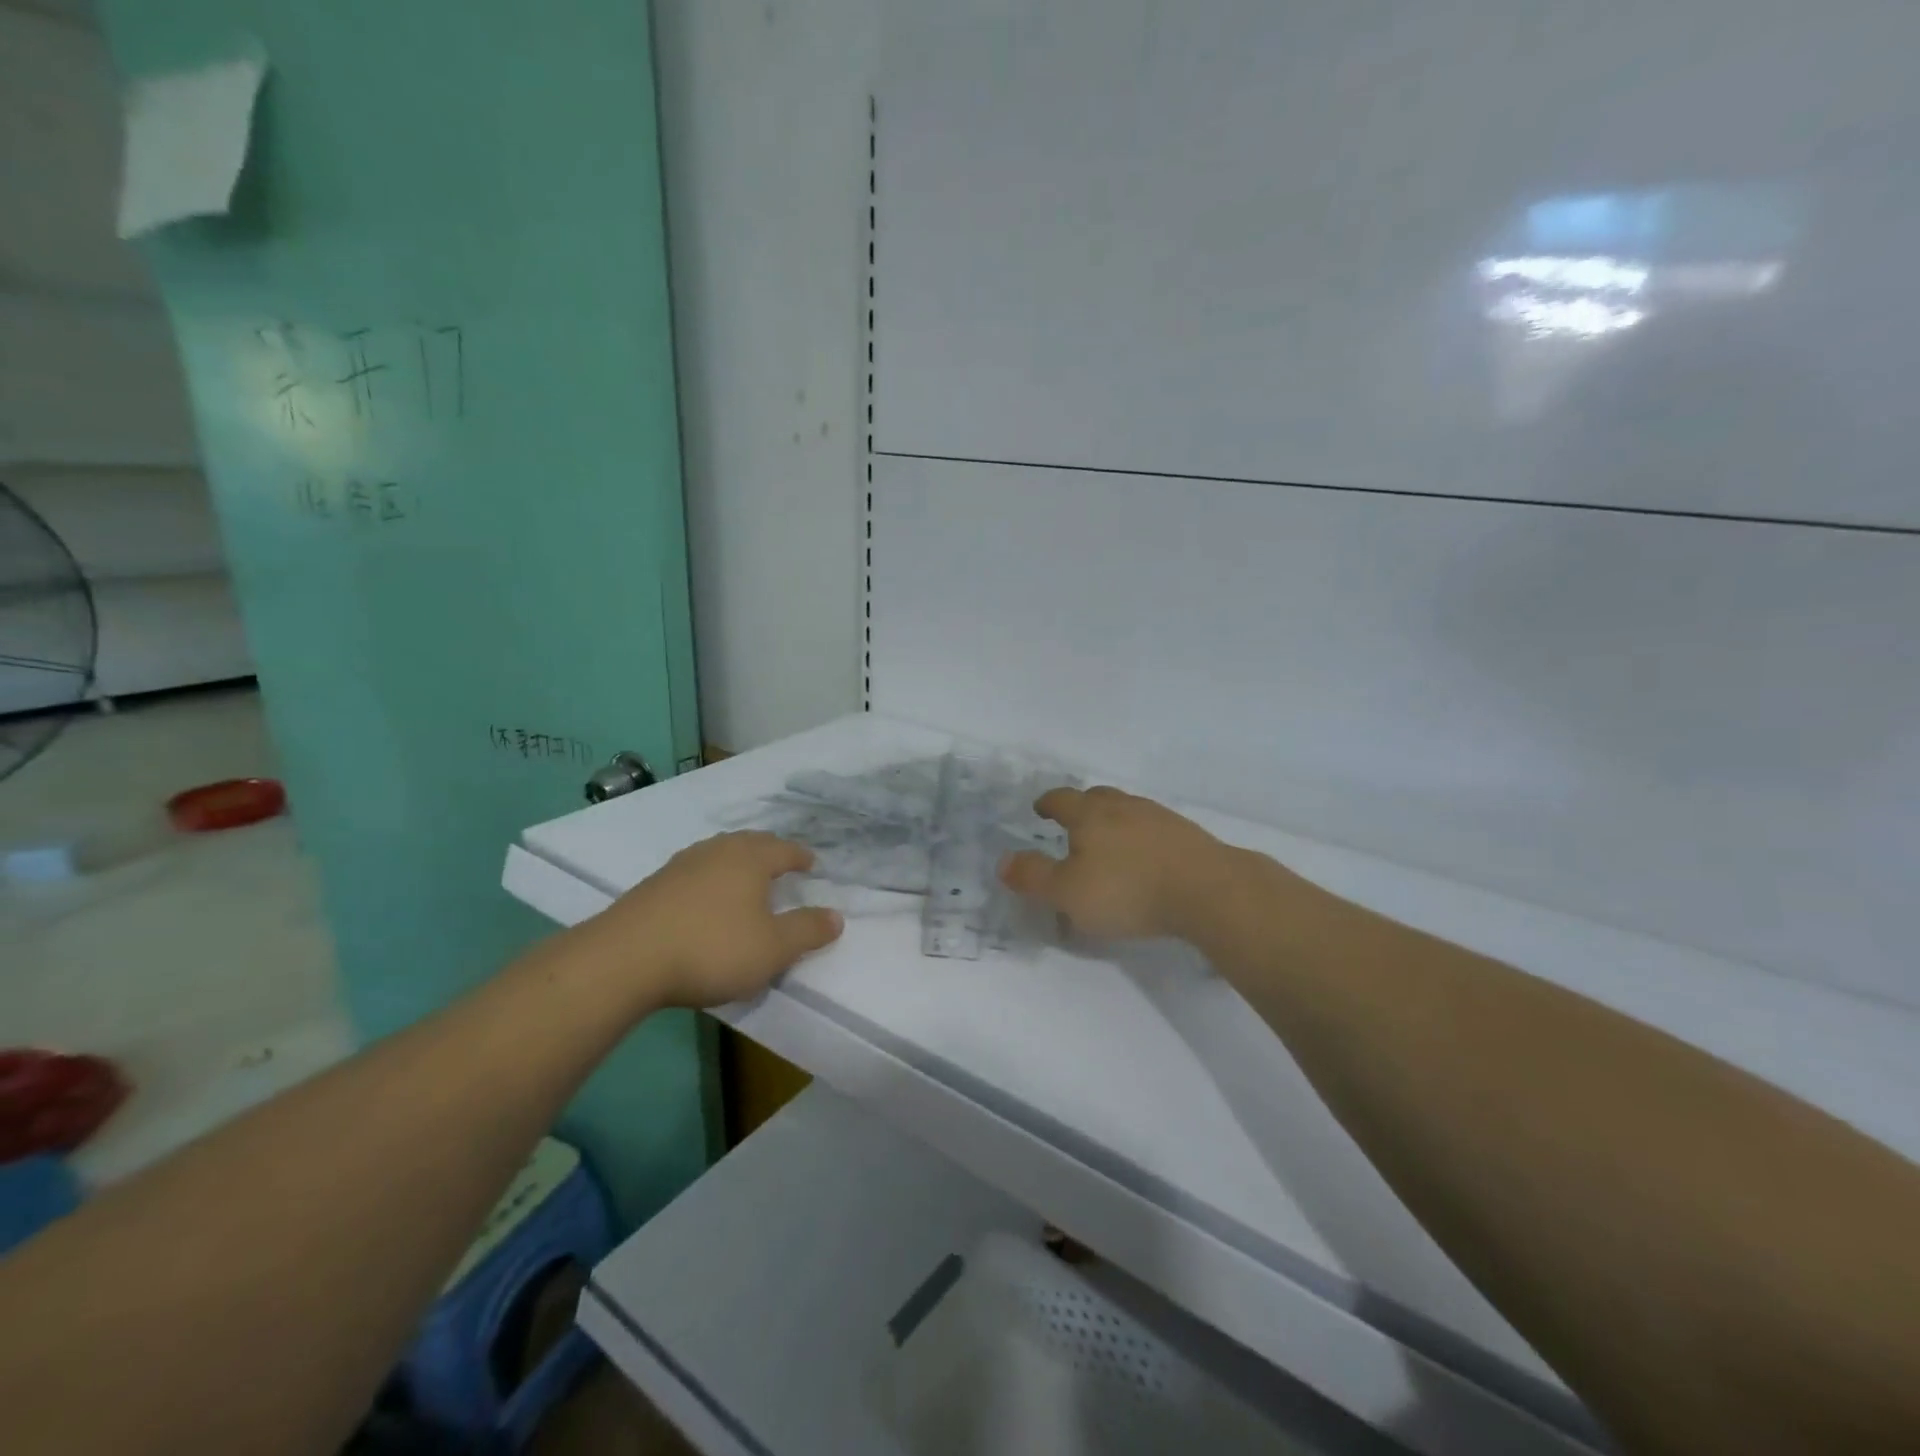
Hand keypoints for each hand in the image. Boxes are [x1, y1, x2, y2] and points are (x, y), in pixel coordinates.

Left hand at [584, 832, 842, 1008]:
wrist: (625, 959)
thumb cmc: (712, 948)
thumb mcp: (773, 948)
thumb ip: (807, 931)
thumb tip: (837, 916)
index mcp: (751, 859)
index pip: (784, 850)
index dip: (800, 856)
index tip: (811, 863)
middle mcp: (717, 852)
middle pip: (750, 843)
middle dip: (769, 851)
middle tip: (781, 862)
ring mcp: (681, 865)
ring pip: (718, 854)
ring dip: (736, 862)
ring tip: (744, 877)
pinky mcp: (653, 885)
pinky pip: (694, 872)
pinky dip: (709, 879)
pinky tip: (704, 898)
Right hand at [999, 786, 1233, 940]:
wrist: (1208, 890)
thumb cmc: (1128, 890)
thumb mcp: (1068, 893)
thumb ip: (1033, 876)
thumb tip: (1003, 861)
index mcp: (1090, 815)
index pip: (1062, 799)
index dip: (1047, 803)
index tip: (1040, 809)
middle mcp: (1123, 807)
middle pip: (1097, 796)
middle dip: (1081, 806)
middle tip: (1072, 822)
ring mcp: (1158, 817)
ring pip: (1127, 809)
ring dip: (1113, 819)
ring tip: (1108, 840)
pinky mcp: (1186, 834)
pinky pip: (1153, 826)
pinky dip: (1141, 835)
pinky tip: (1145, 856)